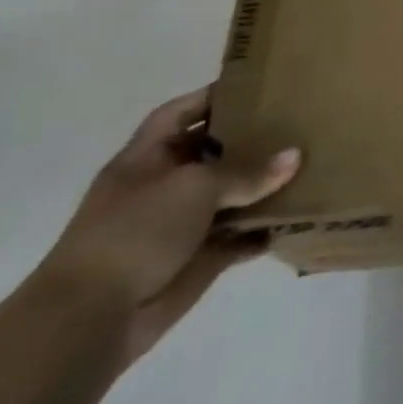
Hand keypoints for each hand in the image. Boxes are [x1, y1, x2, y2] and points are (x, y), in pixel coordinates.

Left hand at [36, 86, 300, 364]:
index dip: (210, 96)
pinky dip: (263, 231)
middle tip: (298, 123)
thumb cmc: (135, 232)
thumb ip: (247, 171)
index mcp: (146, 160)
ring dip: (264, 187)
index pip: (178, 114)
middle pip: (212, 153)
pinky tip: (296, 218)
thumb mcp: (194, 186)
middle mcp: (163, 187)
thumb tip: (295, 156)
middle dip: (250, 140)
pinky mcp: (198, 258)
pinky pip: (239, 238)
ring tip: (310, 167)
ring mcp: (180, 225)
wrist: (92, 317)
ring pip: (231, 196)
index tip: (257, 86)